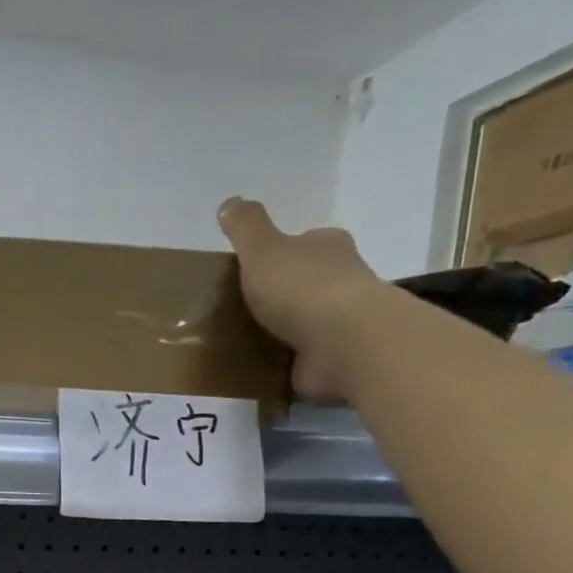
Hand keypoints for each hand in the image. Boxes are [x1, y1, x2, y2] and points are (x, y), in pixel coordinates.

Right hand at [218, 197, 384, 400]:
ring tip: (249, 343)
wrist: (341, 341)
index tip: (256, 270)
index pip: (305, 243)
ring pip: (309, 321)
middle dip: (284, 294)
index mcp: (327, 246)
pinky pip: (307, 357)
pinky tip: (265, 369)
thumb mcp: (262, 249)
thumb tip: (229, 203)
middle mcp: (343, 278)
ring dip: (286, 330)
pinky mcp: (338, 357)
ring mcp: (343, 321)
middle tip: (247, 310)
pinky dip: (290, 361)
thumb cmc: (301, 287)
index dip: (282, 253)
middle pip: (310, 281)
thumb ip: (245, 227)